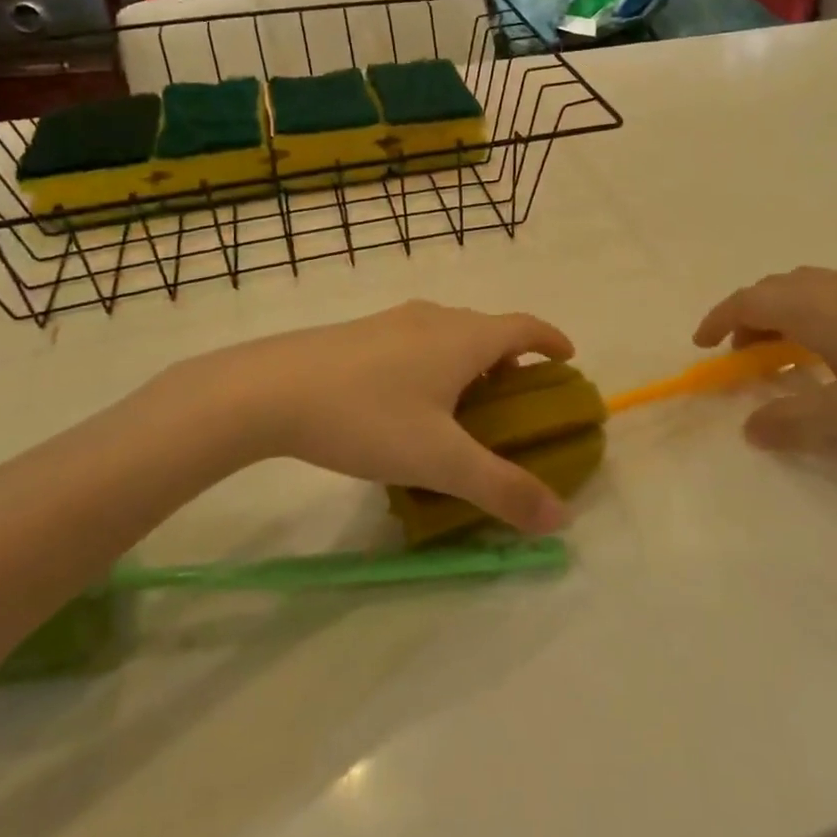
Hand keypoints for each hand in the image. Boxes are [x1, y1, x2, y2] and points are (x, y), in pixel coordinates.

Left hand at [161, 302, 572, 533]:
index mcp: (464, 338)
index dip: (551, 340)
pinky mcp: (360, 334)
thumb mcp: (440, 461)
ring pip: (449, 334)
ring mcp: (394, 321)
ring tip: (466, 403)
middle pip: (488, 329)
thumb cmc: (368, 417)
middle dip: (511, 358)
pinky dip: (435, 362)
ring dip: (470, 360)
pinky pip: (417, 341)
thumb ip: (502, 488)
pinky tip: (410, 402)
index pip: (524, 327)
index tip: (568, 356)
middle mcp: (435, 318)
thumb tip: (560, 518)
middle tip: (517, 397)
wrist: (269, 390)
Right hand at [693, 268, 836, 448]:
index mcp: (812, 306)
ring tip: (782, 358)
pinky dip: (807, 314)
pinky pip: (827, 294)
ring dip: (778, 317)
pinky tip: (832, 350)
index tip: (702, 346)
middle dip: (745, 321)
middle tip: (741, 360)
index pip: (746, 303)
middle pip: (769, 291)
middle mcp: (830, 285)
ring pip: (800, 290)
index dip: (717, 321)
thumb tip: (749, 429)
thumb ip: (795, 420)